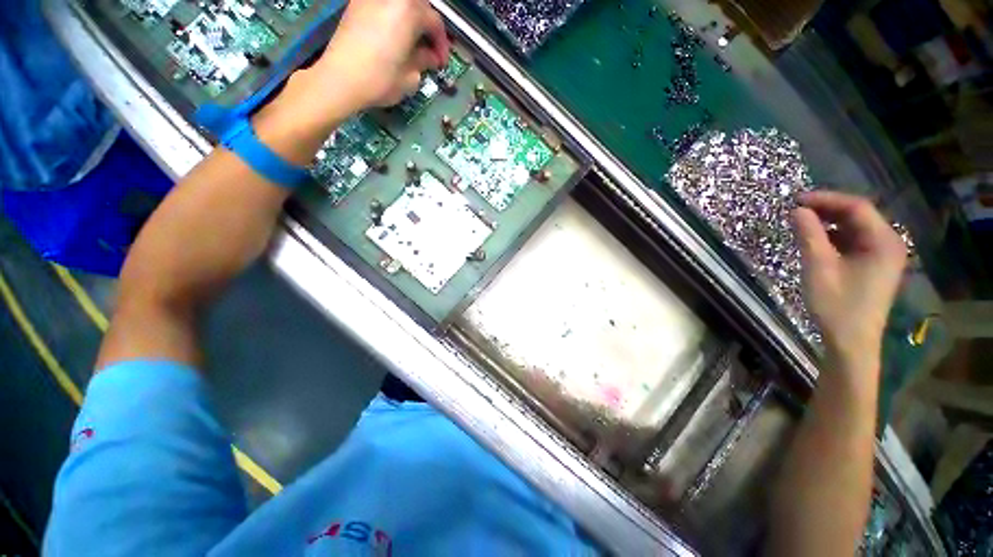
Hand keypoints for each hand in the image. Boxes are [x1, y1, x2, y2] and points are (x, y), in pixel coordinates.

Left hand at [313, 0, 449, 110]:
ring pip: (400, 3)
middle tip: (429, 48)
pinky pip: (382, 5)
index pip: (434, 22)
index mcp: (409, 11)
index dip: (441, 43)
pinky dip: (392, 16)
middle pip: (418, 5)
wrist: (341, 79)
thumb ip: (423, 61)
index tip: (441, 62)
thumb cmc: (381, 80)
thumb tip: (430, 57)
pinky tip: (393, 34)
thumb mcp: (410, 76)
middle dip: (427, 25)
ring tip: (411, 40)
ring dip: (410, 18)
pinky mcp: (356, 4)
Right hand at [793, 192, 906, 362]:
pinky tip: (816, 241)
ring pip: (855, 228)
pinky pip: (854, 242)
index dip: (826, 199)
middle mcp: (889, 244)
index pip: (857, 207)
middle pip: (858, 215)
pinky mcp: (874, 266)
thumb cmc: (836, 305)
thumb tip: (797, 210)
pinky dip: (834, 237)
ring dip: (829, 223)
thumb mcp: (818, 267)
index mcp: (884, 242)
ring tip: (802, 224)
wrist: (851, 342)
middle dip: (827, 210)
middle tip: (796, 211)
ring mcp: (883, 256)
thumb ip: (809, 235)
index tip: (796, 200)